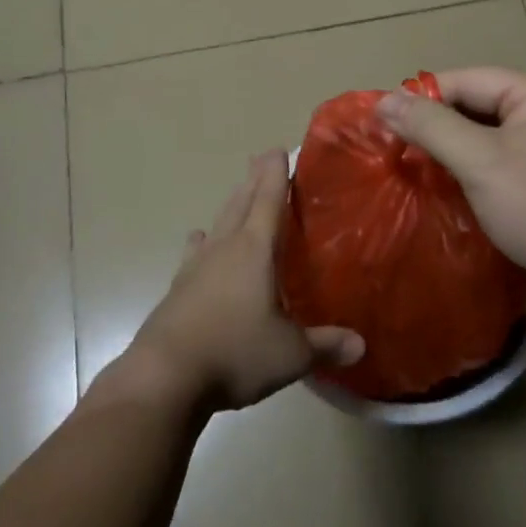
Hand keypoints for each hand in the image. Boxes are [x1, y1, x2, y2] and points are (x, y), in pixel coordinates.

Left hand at [122, 152, 363, 411]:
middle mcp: (224, 248)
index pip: (268, 200)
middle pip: (241, 203)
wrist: (164, 377)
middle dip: (254, 180)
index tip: (278, 149)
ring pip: (218, 224)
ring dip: (231, 205)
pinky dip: (201, 242)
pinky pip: (195, 253)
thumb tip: (361, 345)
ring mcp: (196, 267)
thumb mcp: (290, 354)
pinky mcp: (178, 289)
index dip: (276, 174)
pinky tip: (198, 238)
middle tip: (262, 159)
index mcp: (254, 251)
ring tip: (238, 193)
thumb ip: (325, 345)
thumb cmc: (234, 352)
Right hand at [378, 67, 525, 293]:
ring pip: (485, 136)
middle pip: (474, 106)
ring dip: (451, 153)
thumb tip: (383, 100)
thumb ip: (431, 127)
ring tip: (412, 171)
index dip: (420, 99)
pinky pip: (499, 162)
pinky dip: (472, 172)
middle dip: (435, 128)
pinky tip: (446, 191)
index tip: (381, 126)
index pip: (463, 80)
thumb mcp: (481, 161)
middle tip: (393, 152)